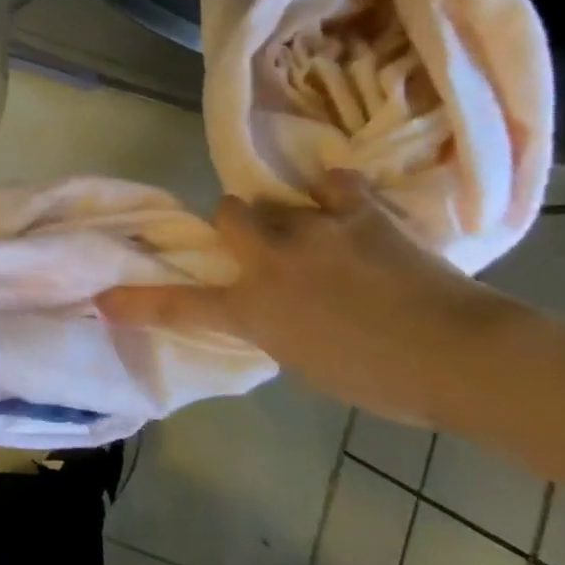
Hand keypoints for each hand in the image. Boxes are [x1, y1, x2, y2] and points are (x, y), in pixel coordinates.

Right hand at [97, 170, 511, 423]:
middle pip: (228, 214)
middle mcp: (270, 262)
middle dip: (239, 224)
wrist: (461, 359)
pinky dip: (340, 195)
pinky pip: (336, 184)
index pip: (180, 306)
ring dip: (291, 215)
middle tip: (264, 243)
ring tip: (324, 233)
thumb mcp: (308, 362)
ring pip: (276, 200)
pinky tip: (353, 206)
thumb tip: (270, 304)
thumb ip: (275, 326)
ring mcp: (312, 230)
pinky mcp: (357, 212)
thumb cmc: (384, 381)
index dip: (138, 303)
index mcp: (254, 309)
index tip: (104, 300)